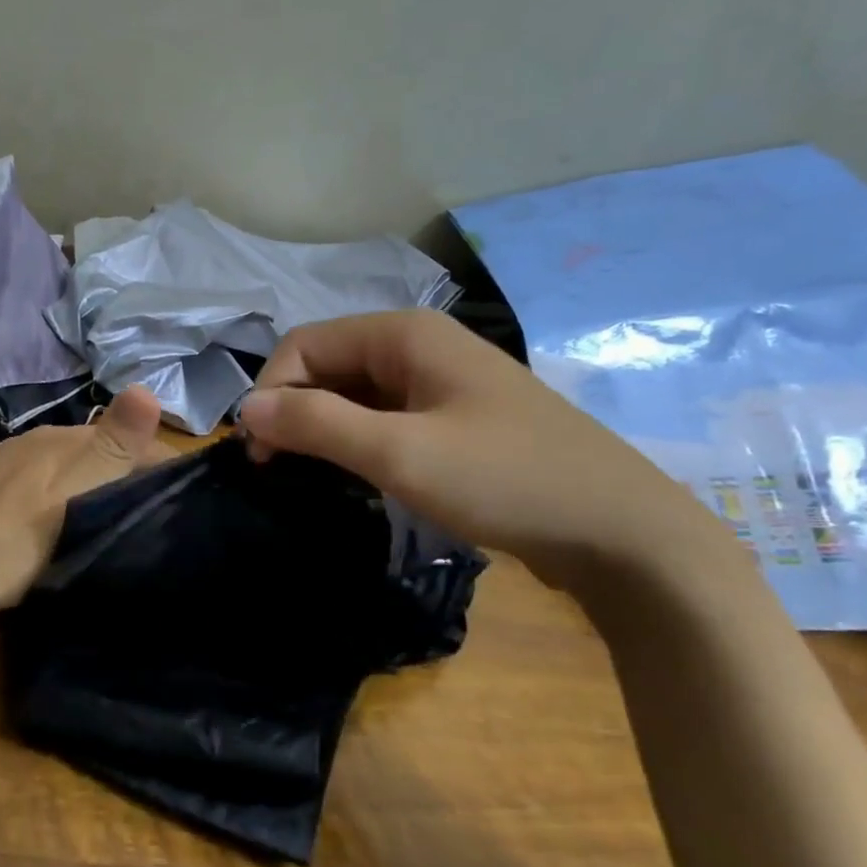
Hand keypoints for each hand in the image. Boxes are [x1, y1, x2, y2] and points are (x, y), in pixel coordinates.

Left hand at [0, 386, 172, 631]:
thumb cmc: (11, 538)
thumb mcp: (72, 496)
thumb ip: (112, 447)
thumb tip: (147, 387)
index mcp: (64, 439)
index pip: (132, 440)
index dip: (164, 466)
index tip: (186, 502)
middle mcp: (40, 440)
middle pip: (103, 451)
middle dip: (133, 476)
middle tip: (155, 518)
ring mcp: (12, 462)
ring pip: (74, 467)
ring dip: (101, 486)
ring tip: (117, 523)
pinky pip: (47, 482)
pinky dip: (69, 496)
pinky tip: (64, 522)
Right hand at [238, 310, 730, 591]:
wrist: (622, 532)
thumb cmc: (506, 480)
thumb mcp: (401, 454)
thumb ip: (317, 424)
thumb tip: (245, 409)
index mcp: (404, 334)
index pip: (305, 344)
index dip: (271, 392)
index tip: (260, 455)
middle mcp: (419, 344)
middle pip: (328, 365)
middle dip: (294, 411)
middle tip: (278, 472)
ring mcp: (440, 382)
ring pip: (355, 393)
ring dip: (323, 429)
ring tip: (310, 479)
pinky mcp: (455, 418)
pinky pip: (385, 417)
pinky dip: (357, 442)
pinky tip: (356, 477)